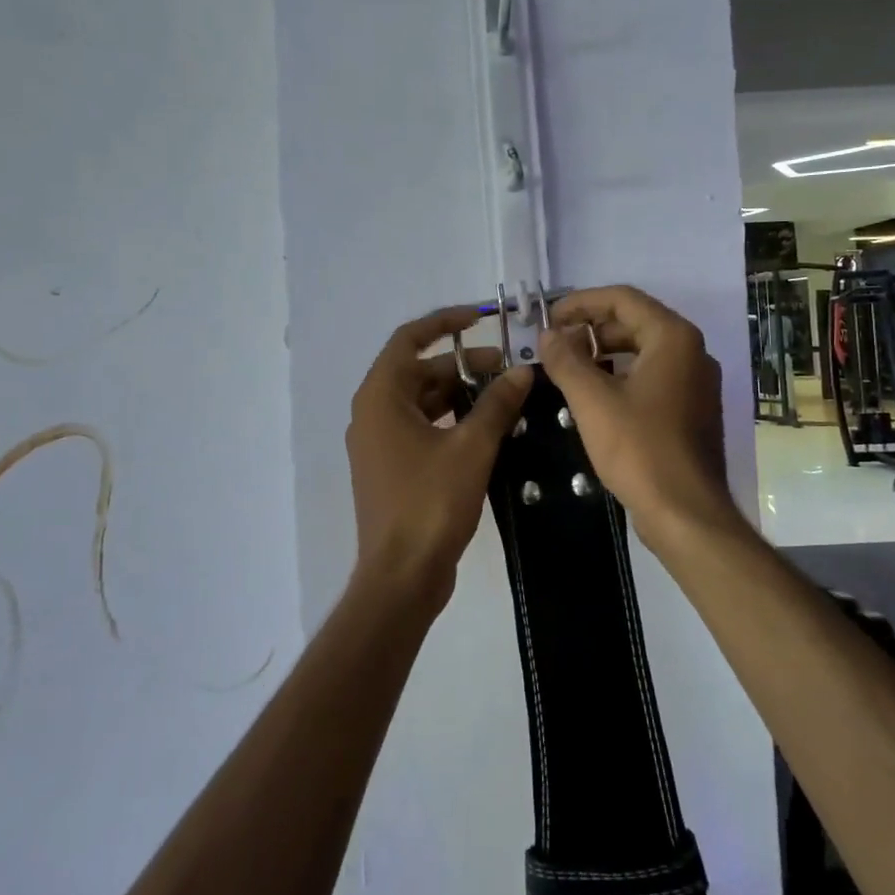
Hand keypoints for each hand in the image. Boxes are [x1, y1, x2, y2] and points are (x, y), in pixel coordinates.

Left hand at [346, 304, 533, 607]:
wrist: (401, 575)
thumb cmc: (430, 503)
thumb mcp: (471, 447)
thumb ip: (496, 404)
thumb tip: (522, 371)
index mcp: (380, 397)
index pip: (409, 339)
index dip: (445, 323)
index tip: (481, 318)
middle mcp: (372, 413)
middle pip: (417, 371)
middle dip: (461, 365)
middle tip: (506, 369)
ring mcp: (378, 443)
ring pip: (421, 402)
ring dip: (458, 394)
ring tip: (502, 397)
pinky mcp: (390, 468)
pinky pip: (420, 428)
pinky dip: (449, 421)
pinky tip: (484, 429)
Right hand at [539, 287, 741, 552]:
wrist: (685, 512)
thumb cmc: (639, 449)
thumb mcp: (592, 401)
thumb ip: (566, 360)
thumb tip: (548, 335)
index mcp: (673, 338)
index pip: (623, 299)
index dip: (580, 303)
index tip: (548, 318)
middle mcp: (692, 351)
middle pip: (635, 322)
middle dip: (591, 329)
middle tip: (554, 346)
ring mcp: (696, 382)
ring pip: (643, 351)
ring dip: (604, 353)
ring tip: (568, 369)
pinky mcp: (692, 410)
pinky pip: (653, 377)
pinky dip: (622, 376)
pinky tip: (594, 396)